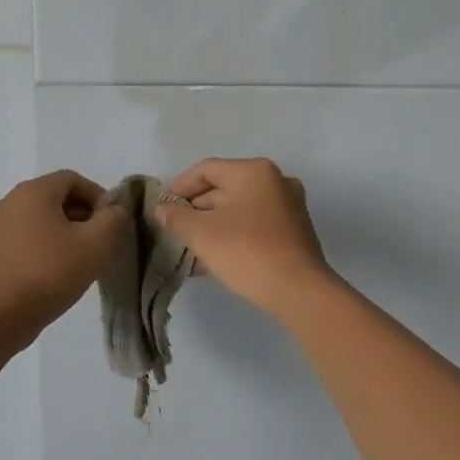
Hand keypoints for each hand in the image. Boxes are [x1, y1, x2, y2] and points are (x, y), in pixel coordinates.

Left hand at [0, 170, 126, 344]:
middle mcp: (10, 200)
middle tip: (100, 240)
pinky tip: (58, 267)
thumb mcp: (96, 244)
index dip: (97, 196)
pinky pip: (25, 233)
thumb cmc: (51, 272)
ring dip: (64, 229)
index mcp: (33, 191)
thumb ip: (113, 219)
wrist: (2, 315)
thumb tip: (116, 208)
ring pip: (40, 216)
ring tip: (81, 256)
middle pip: (55, 196)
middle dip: (82, 213)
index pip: (73, 179)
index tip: (111, 222)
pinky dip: (45, 241)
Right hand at [155, 157, 336, 316]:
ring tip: (189, 249)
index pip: (207, 170)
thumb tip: (162, 209)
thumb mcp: (201, 234)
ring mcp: (289, 206)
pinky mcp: (294, 231)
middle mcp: (275, 181)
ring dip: (212, 226)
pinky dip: (233, 235)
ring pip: (239, 209)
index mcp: (254, 172)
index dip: (180, 186)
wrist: (297, 290)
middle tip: (175, 230)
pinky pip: (254, 225)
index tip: (163, 207)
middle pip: (224, 188)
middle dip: (196, 210)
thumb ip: (177, 217)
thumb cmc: (245, 251)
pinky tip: (213, 259)